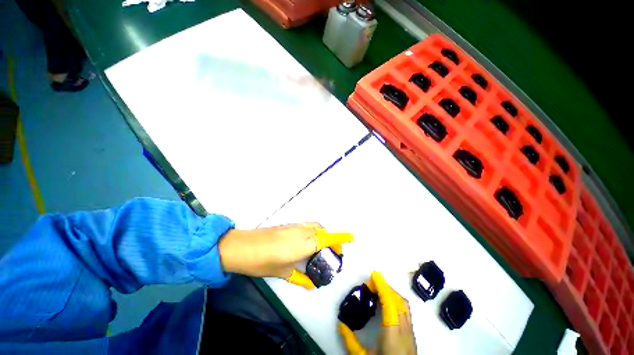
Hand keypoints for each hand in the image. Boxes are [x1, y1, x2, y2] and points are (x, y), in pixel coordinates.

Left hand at [218, 223, 352, 287]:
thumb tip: (310, 285)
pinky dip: (313, 230)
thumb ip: (299, 278)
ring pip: (315, 226)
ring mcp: (294, 226)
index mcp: (303, 244)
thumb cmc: (262, 261)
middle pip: (322, 230)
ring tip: (321, 246)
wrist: (241, 246)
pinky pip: (306, 225)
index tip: (351, 238)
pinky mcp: (288, 224)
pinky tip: (306, 241)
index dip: (340, 237)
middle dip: (332, 237)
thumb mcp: (282, 272)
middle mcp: (301, 231)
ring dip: (322, 233)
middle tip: (333, 250)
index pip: (326, 238)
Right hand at [338, 272, 416, 354]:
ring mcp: (411, 332)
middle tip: (371, 283)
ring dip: (392, 293)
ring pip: (404, 305)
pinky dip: (396, 301)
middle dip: (386, 287)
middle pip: (399, 301)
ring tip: (378, 290)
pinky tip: (387, 304)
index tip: (374, 275)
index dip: (383, 286)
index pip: (390, 303)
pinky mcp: (412, 335)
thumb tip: (339, 323)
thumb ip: (350, 341)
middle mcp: (405, 330)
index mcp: (393, 333)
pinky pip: (406, 311)